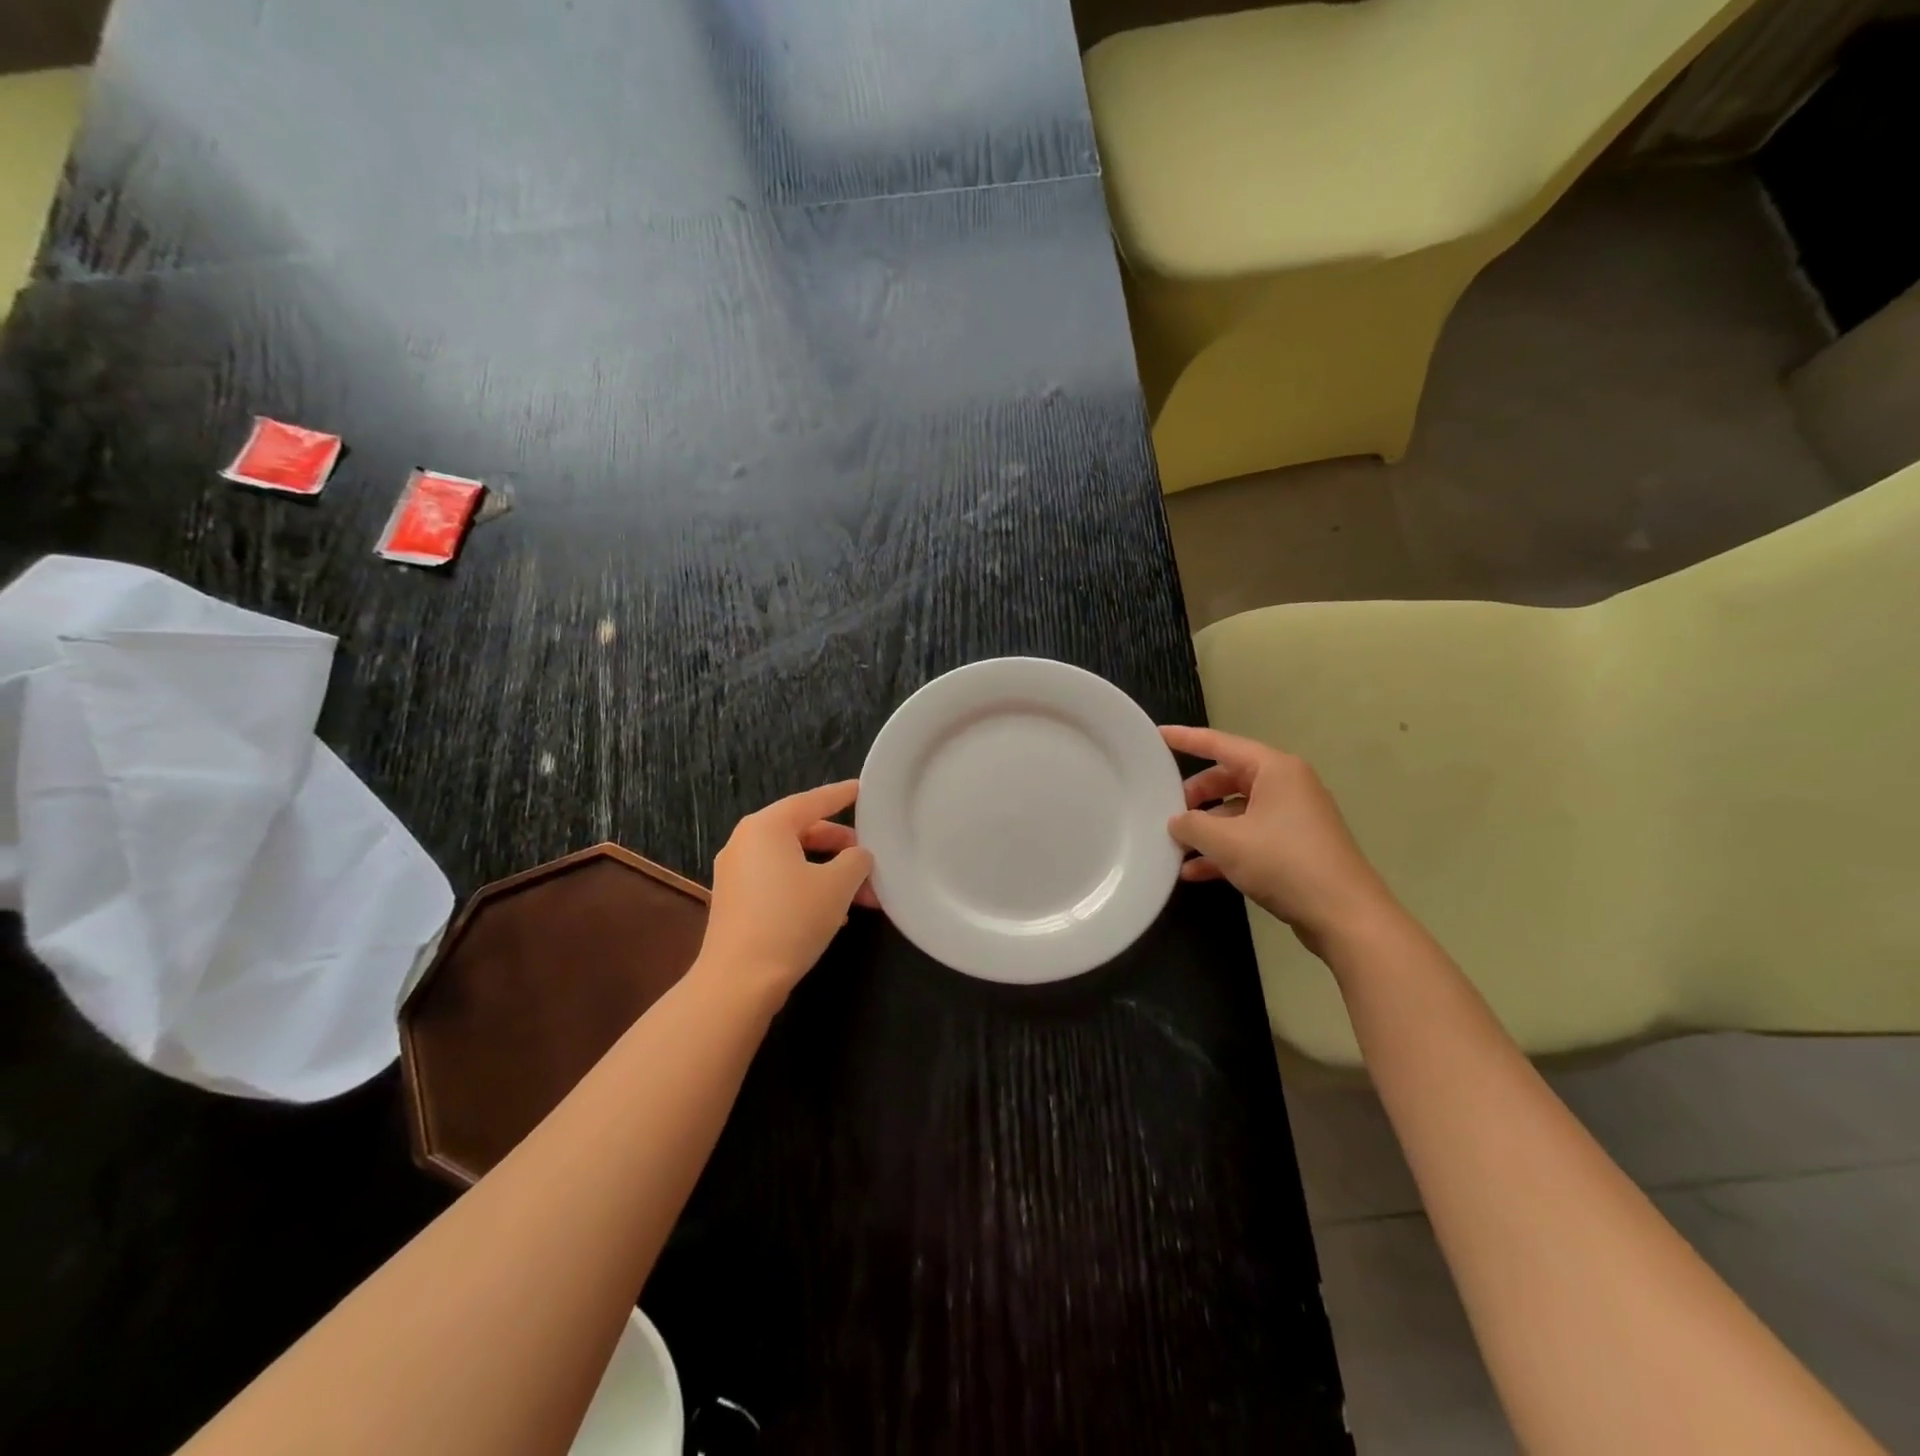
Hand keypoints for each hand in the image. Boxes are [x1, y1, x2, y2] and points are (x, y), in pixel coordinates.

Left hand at [696, 780, 875, 1004]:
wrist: (739, 982)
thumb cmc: (791, 920)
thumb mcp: (837, 886)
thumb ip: (856, 860)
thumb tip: (858, 856)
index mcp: (767, 827)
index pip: (812, 801)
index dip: (841, 795)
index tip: (862, 790)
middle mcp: (746, 843)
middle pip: (802, 831)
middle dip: (841, 847)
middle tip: (870, 859)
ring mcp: (736, 874)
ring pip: (793, 861)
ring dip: (829, 873)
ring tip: (862, 895)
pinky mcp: (736, 903)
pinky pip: (779, 882)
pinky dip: (808, 888)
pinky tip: (834, 913)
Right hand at [1161, 725, 1395, 948]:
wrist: (1345, 916)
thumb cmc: (1284, 863)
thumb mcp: (1226, 841)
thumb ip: (1191, 825)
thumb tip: (1177, 821)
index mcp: (1275, 770)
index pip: (1221, 744)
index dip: (1186, 739)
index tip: (1157, 736)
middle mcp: (1287, 786)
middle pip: (1228, 779)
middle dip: (1195, 796)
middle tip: (1166, 810)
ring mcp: (1293, 818)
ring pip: (1237, 811)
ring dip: (1206, 829)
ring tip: (1174, 846)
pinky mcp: (1295, 847)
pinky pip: (1250, 837)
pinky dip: (1224, 849)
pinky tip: (1194, 871)